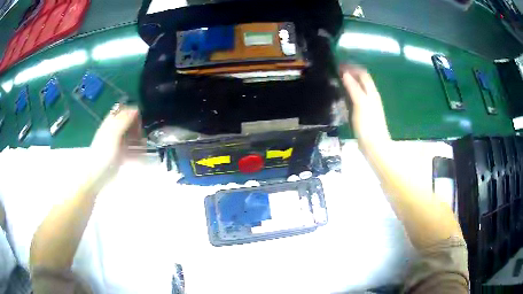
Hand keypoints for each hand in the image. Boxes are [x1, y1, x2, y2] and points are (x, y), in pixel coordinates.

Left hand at [90, 104, 142, 178]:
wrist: (98, 175)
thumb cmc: (104, 152)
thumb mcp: (114, 133)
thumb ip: (124, 120)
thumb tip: (135, 109)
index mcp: (110, 123)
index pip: (122, 111)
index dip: (132, 113)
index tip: (140, 119)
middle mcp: (113, 131)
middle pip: (127, 124)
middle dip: (136, 127)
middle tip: (142, 134)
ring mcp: (116, 144)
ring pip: (130, 137)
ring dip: (138, 140)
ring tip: (144, 146)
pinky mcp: (119, 155)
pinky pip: (130, 150)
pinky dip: (137, 151)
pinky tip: (142, 155)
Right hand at [340, 65, 390, 148]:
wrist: (375, 146)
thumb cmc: (368, 125)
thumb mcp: (360, 104)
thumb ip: (354, 88)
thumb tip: (345, 73)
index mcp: (372, 92)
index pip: (363, 74)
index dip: (352, 67)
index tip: (339, 64)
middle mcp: (371, 96)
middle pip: (362, 80)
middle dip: (351, 73)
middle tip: (336, 71)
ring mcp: (369, 105)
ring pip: (360, 88)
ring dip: (350, 82)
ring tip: (338, 80)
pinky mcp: (365, 113)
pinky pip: (357, 97)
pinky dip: (350, 92)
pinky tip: (343, 95)